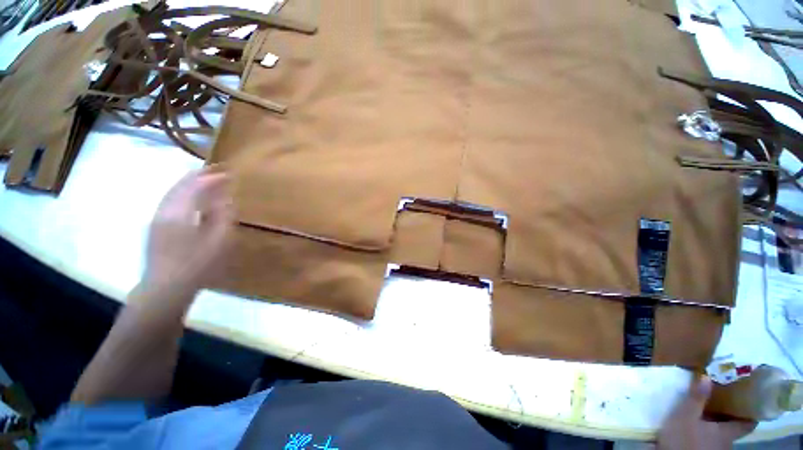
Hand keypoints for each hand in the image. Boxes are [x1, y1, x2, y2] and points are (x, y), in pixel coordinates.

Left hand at [143, 168, 233, 292]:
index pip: (195, 186)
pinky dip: (183, 193)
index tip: (228, 173)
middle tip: (217, 171)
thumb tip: (226, 199)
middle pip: (180, 185)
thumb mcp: (218, 241)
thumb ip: (223, 217)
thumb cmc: (197, 264)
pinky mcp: (156, 226)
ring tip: (206, 179)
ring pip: (173, 192)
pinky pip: (170, 201)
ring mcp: (157, 218)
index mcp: (179, 213)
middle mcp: (164, 210)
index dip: (212, 178)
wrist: (166, 287)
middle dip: (199, 176)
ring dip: (190, 183)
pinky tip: (193, 197)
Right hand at [657, 376, 755, 449]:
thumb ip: (696, 398)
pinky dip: (705, 433)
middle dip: (726, 415)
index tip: (750, 399)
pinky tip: (693, 429)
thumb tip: (707, 375)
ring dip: (714, 425)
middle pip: (733, 428)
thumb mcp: (685, 416)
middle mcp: (728, 443)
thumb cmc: (684, 438)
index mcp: (728, 432)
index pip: (748, 423)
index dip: (751, 412)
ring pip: (720, 435)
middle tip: (718, 401)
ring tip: (702, 413)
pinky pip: (709, 441)